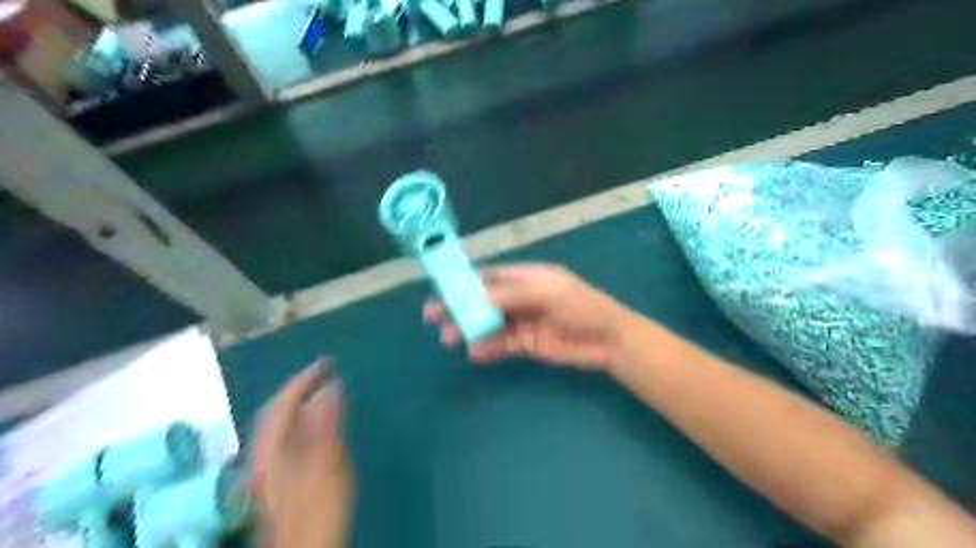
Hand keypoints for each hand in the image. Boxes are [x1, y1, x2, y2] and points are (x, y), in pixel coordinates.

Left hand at [248, 359, 354, 547]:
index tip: (328, 362)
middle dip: (298, 387)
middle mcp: (262, 457)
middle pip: (274, 412)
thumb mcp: (328, 466)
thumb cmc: (319, 514)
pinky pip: (283, 437)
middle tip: (325, 372)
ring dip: (297, 403)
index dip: (305, 379)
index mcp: (271, 451)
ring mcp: (265, 471)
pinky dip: (298, 421)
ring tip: (321, 391)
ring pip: (277, 425)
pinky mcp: (275, 481)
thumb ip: (326, 425)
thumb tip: (331, 387)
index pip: (284, 403)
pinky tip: (314, 425)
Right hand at [424, 263, 637, 370]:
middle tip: (433, 316)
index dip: (467, 281)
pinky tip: (475, 352)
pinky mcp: (528, 343)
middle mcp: (521, 297)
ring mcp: (524, 320)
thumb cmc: (581, 307)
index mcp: (527, 277)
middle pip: (484, 300)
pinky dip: (487, 347)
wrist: (609, 340)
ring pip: (489, 323)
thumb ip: (511, 295)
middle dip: (460, 306)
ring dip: (469, 329)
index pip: (491, 276)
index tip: (443, 288)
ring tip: (449, 338)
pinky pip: (502, 344)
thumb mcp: (547, 294)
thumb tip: (477, 296)